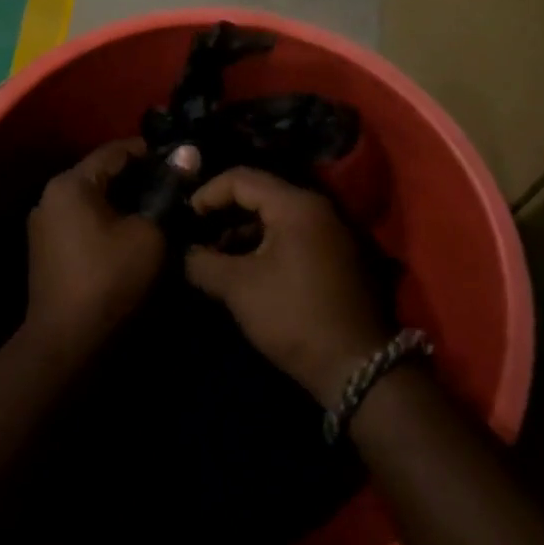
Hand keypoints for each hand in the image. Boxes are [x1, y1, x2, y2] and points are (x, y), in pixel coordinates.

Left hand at [25, 139, 168, 357]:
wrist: (67, 344)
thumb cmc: (111, 279)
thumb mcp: (149, 233)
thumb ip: (168, 190)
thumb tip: (188, 153)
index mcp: (70, 184)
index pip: (116, 151)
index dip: (153, 152)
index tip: (184, 159)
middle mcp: (51, 196)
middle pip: (103, 174)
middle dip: (141, 177)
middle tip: (179, 185)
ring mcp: (45, 224)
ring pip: (95, 199)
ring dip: (126, 201)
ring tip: (164, 207)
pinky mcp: (48, 249)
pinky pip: (85, 221)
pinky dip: (110, 220)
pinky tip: (137, 231)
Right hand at [184, 168, 388, 404]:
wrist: (358, 367)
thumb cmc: (294, 316)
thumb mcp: (239, 288)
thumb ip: (203, 263)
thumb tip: (184, 253)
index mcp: (296, 204)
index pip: (241, 178)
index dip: (207, 194)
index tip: (185, 219)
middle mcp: (318, 207)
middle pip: (260, 194)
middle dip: (223, 214)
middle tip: (196, 236)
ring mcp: (332, 231)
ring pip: (277, 217)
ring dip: (243, 232)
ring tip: (215, 258)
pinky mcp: (338, 255)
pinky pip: (293, 235)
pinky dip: (266, 245)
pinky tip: (245, 270)